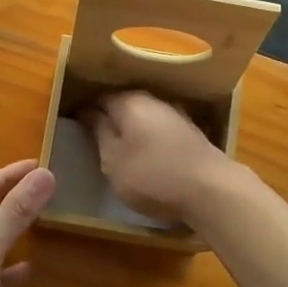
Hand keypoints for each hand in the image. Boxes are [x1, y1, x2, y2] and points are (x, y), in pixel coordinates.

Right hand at [84, 90, 232, 224]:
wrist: (211, 189)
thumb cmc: (152, 175)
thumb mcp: (113, 159)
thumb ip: (99, 131)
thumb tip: (88, 110)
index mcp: (129, 101)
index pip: (98, 97)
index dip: (85, 111)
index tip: (76, 128)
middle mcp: (153, 99)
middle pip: (123, 104)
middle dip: (109, 118)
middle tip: (96, 143)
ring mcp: (175, 114)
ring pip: (143, 116)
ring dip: (131, 129)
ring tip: (120, 152)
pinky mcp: (190, 132)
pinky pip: (159, 128)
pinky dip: (149, 138)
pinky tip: (147, 155)